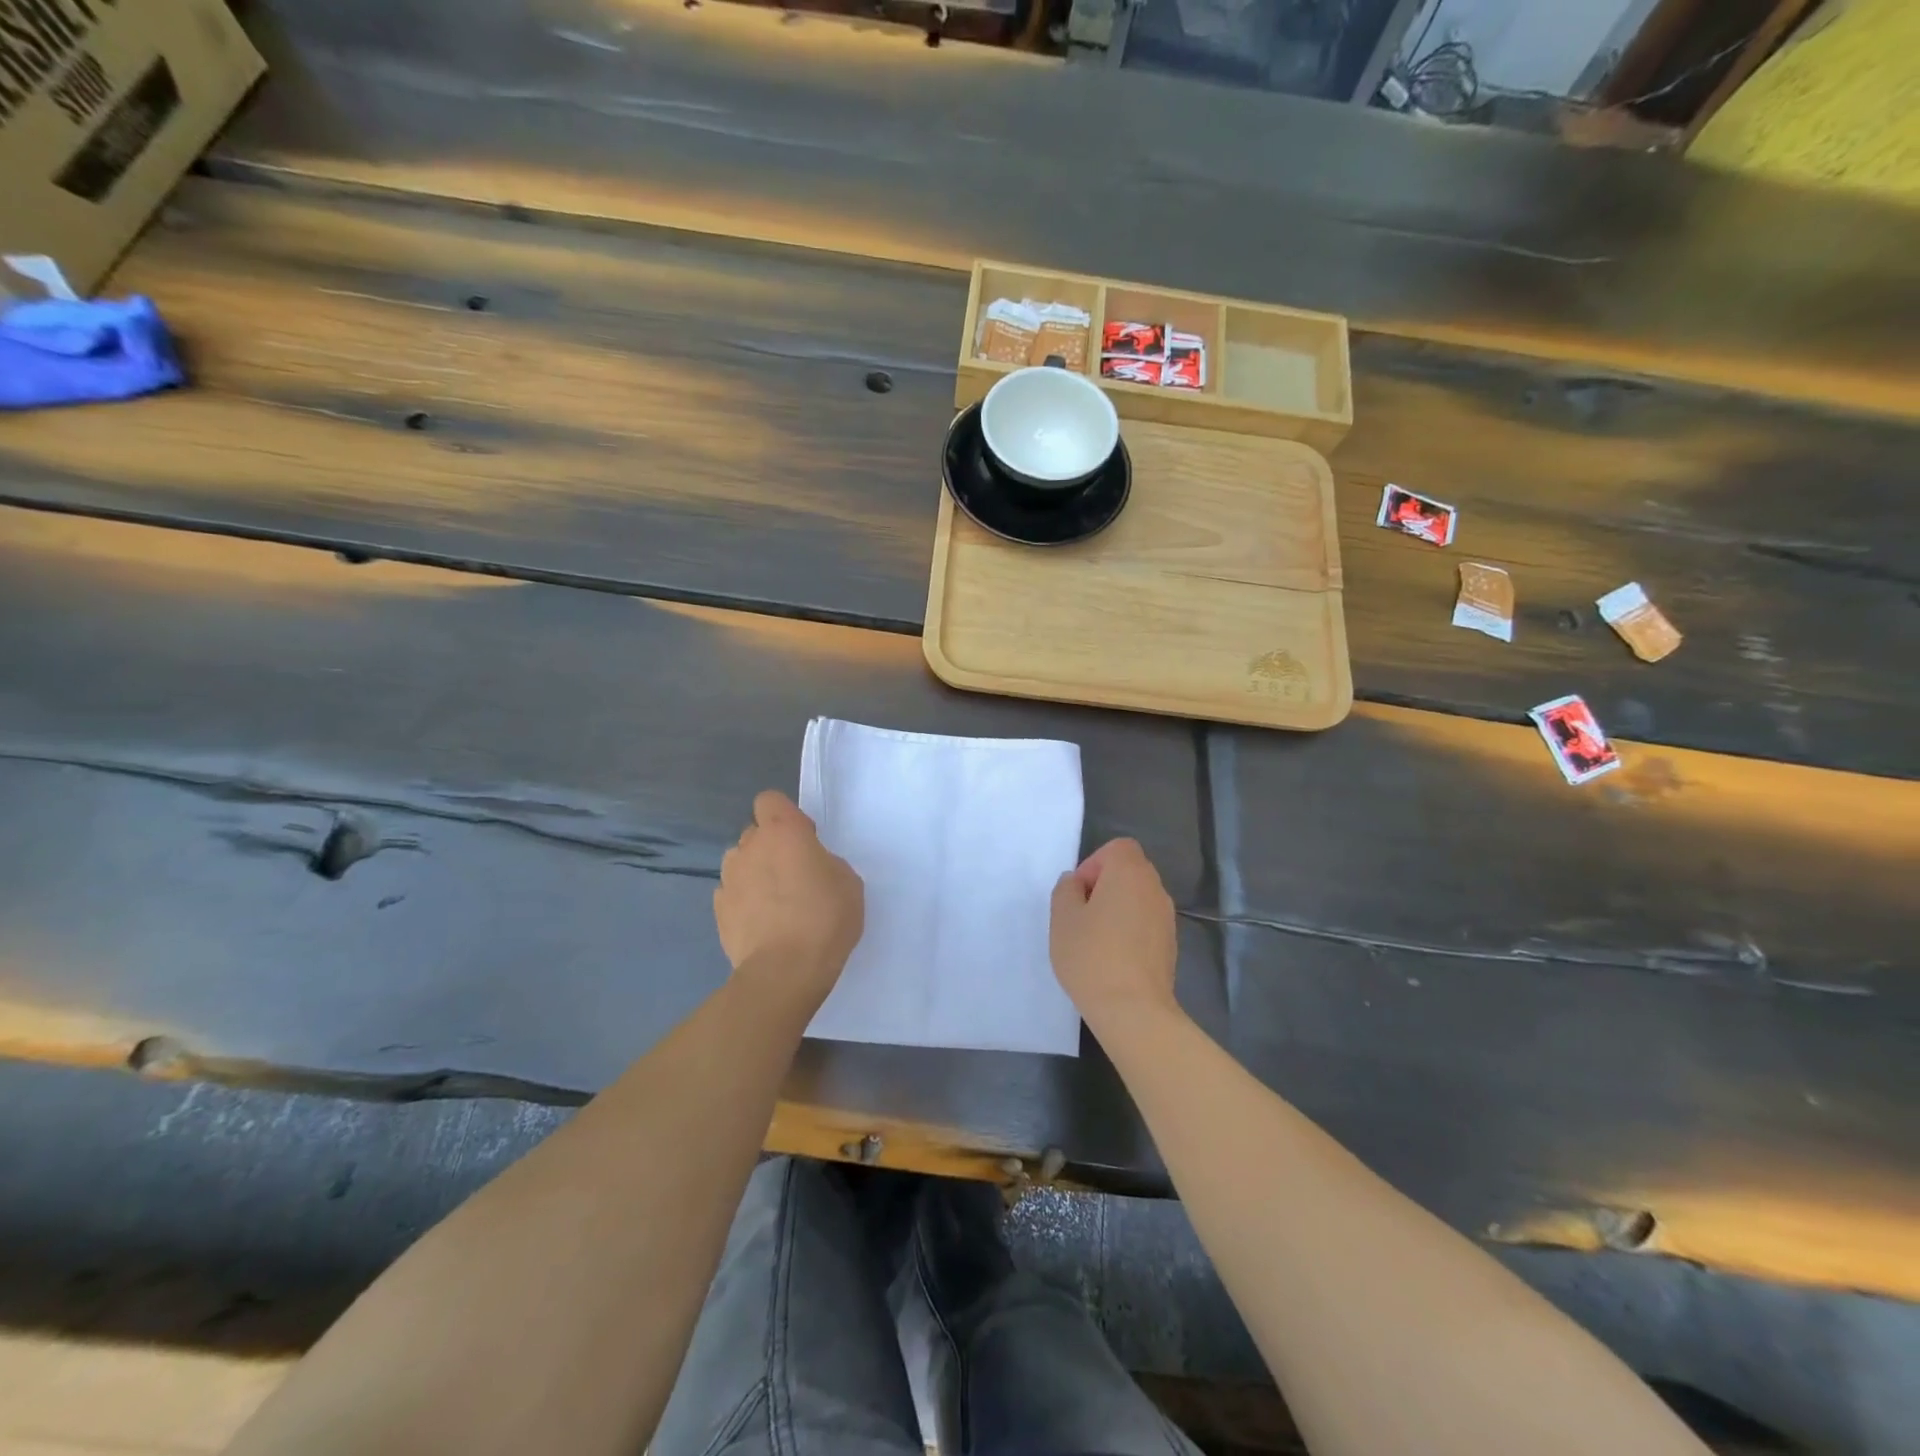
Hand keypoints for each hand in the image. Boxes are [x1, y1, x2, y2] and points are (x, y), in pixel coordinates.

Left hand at [714, 790, 863, 1009]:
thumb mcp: (848, 882)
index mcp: (783, 832)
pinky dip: (745, 902)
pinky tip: (762, 924)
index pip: (770, 800)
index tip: (804, 838)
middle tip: (795, 875)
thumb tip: (810, 867)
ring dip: (755, 873)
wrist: (785, 971)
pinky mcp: (718, 910)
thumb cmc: (825, 918)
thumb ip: (825, 862)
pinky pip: (733, 893)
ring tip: (775, 902)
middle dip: (771, 846)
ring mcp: (729, 878)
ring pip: (741, 863)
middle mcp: (749, 847)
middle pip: (755, 833)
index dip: (786, 815)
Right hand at [1050, 838, 1178, 1031]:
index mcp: (1130, 873)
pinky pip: (1145, 923)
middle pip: (1129, 871)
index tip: (1079, 893)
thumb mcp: (1062, 918)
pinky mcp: (1170, 945)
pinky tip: (1112, 958)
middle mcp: (1154, 888)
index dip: (1094, 863)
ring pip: (1138, 898)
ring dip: (1117, 909)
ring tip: (1094, 939)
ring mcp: (1167, 918)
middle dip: (1104, 886)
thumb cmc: (1092, 956)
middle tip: (1081, 915)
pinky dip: (1129, 930)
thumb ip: (1066, 890)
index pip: (1118, 848)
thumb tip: (1076, 883)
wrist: (1134, 1010)